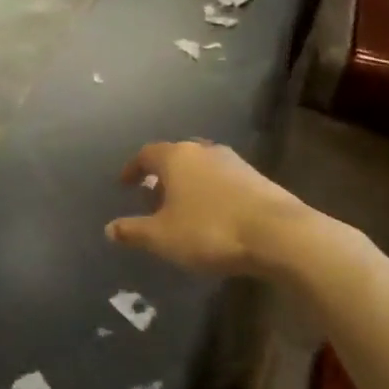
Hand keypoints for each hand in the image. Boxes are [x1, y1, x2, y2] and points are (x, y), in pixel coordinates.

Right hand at [105, 141, 322, 278]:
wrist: (278, 234)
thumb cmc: (210, 230)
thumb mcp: (163, 237)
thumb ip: (134, 231)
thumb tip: (109, 228)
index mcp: (176, 158)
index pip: (146, 154)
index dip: (132, 169)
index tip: (125, 184)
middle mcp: (203, 151)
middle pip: (175, 157)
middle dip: (162, 176)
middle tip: (153, 198)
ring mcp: (234, 162)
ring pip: (201, 167)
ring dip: (188, 184)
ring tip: (182, 209)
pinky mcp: (257, 178)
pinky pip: (223, 179)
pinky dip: (211, 192)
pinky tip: (213, 215)